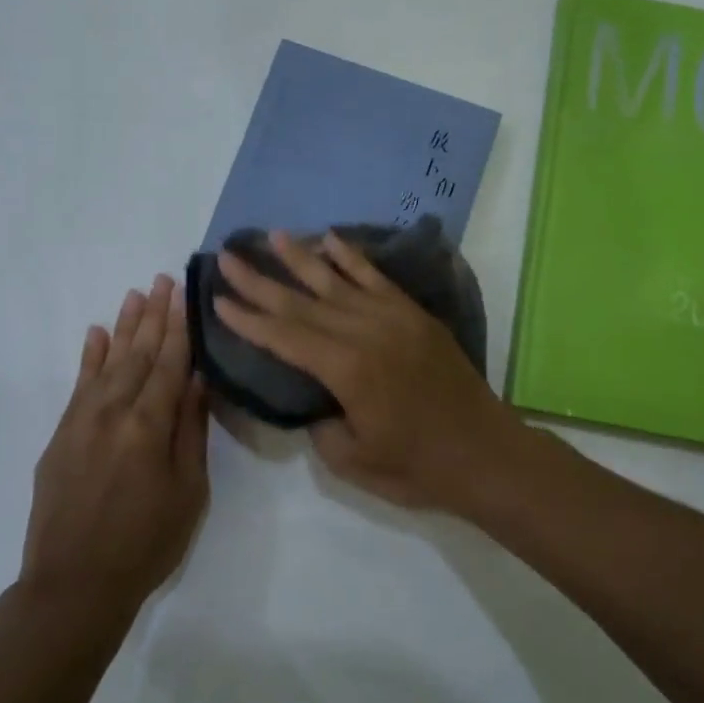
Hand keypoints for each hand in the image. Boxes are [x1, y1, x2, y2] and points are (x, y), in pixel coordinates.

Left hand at [23, 274, 209, 622]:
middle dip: (154, 316)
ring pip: (108, 362)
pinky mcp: (61, 436)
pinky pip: (77, 385)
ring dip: (123, 327)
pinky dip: (88, 358)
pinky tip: (95, 334)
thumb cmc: (146, 542)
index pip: (170, 364)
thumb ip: (190, 431)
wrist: (74, 585)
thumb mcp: (188, 491)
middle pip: (139, 354)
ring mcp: (82, 421)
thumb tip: (198, 381)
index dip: (180, 328)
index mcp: (150, 425)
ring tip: (135, 294)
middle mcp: (114, 412)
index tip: (185, 295)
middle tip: (163, 280)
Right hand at [215, 231, 521, 510]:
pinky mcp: (414, 315)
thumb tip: (313, 399)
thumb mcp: (353, 460)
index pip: (285, 337)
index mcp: (347, 370)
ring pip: (337, 281)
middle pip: (302, 302)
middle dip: (261, 281)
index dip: (249, 319)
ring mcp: (393, 318)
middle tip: (228, 257)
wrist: (485, 453)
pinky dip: (352, 257)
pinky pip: (377, 278)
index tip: (218, 298)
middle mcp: (366, 332)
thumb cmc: (418, 467)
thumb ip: (321, 425)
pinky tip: (331, 239)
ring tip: (272, 235)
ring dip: (301, 258)